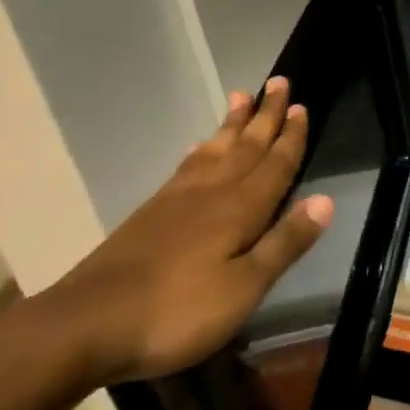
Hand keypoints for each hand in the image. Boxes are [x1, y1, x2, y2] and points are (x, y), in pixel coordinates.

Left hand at [35, 78, 333, 385]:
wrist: (84, 326)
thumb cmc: (176, 312)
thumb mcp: (243, 288)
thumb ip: (284, 243)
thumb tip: (326, 199)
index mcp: (241, 209)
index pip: (275, 164)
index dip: (291, 137)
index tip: (302, 106)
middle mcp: (212, 193)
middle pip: (246, 146)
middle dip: (266, 115)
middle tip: (279, 82)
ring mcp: (177, 200)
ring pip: (215, 150)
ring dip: (233, 124)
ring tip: (242, 96)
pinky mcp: (150, 214)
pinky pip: (186, 167)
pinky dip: (200, 151)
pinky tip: (199, 147)